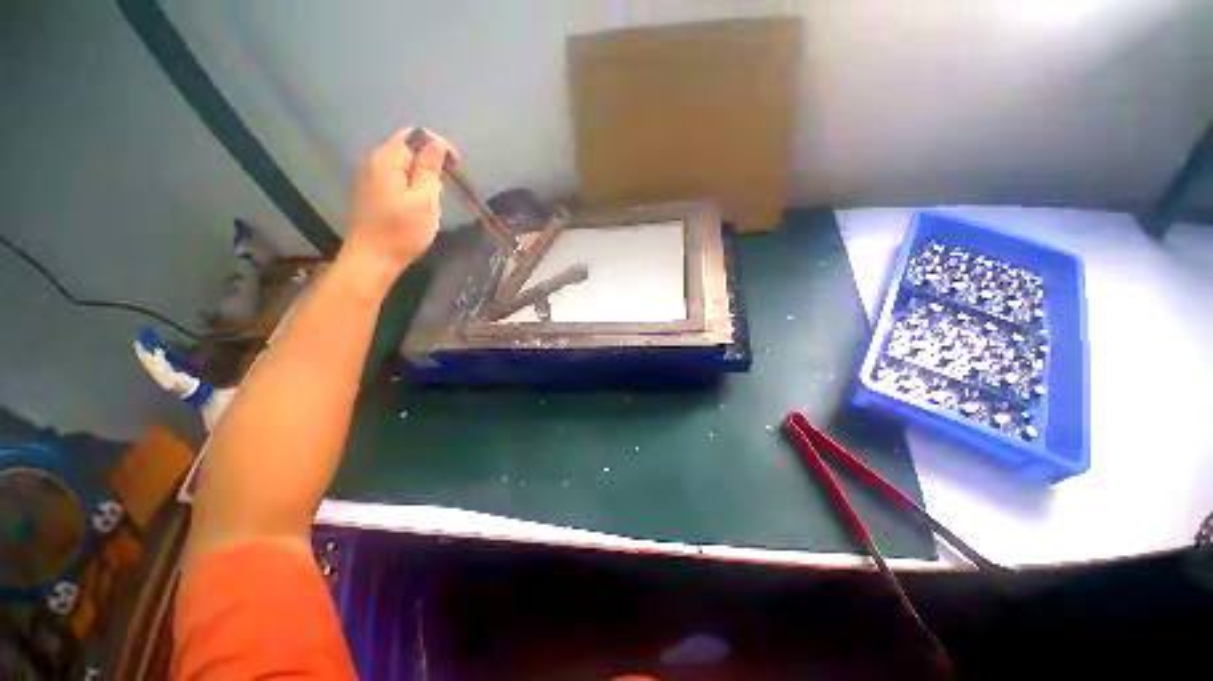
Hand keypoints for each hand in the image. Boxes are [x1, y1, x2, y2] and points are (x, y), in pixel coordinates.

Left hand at [342, 126, 458, 276]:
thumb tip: (435, 143)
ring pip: (400, 165)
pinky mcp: (369, 195)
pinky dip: (410, 185)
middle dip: (430, 161)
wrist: (371, 259)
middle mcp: (373, 163)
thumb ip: (429, 169)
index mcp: (387, 160)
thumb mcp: (424, 200)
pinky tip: (417, 205)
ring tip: (434, 199)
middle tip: (446, 186)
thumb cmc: (402, 231)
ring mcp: (368, 179)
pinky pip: (394, 179)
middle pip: (405, 148)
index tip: (457, 166)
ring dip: (421, 175)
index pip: (413, 135)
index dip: (438, 144)